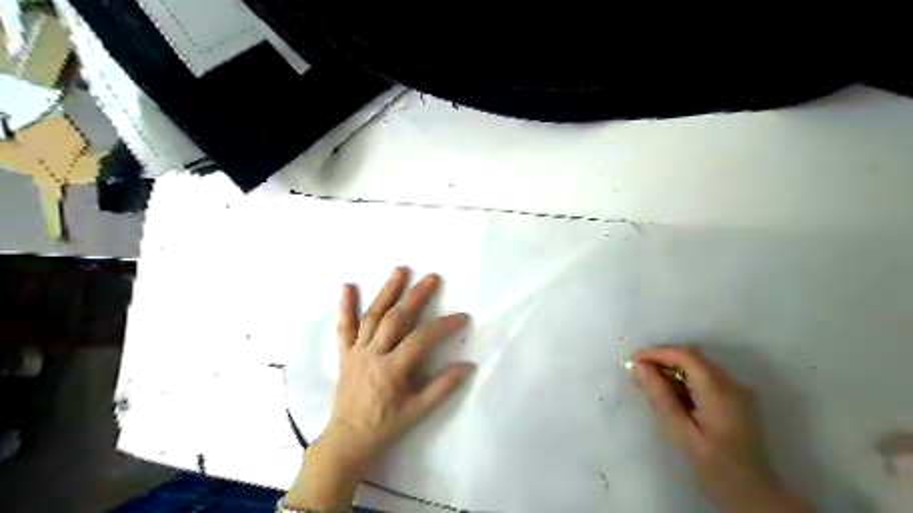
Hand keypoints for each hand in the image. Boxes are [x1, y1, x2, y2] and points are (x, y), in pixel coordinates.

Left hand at [284, 270, 469, 510]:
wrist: (348, 438)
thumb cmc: (385, 425)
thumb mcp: (418, 411)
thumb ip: (442, 387)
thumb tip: (467, 365)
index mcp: (391, 370)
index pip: (421, 339)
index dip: (443, 326)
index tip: (462, 317)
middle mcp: (372, 354)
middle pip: (396, 318)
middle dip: (415, 296)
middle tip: (432, 278)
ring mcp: (356, 351)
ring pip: (372, 315)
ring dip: (387, 291)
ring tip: (400, 270)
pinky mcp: (345, 353)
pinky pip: (344, 327)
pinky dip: (345, 306)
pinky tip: (348, 286)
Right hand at [636, 347, 813, 511]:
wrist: (756, 497)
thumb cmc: (716, 469)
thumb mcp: (682, 435)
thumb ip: (661, 399)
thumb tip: (639, 367)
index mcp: (720, 393)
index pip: (686, 356)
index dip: (657, 353)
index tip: (633, 361)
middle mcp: (733, 384)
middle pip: (693, 357)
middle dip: (662, 359)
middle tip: (638, 374)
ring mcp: (738, 390)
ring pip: (699, 365)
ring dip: (673, 368)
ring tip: (651, 385)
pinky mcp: (737, 398)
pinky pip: (706, 376)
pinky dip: (685, 378)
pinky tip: (673, 395)